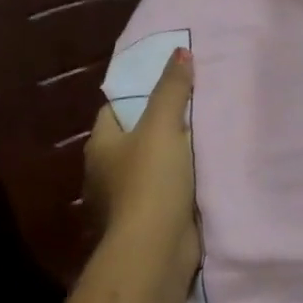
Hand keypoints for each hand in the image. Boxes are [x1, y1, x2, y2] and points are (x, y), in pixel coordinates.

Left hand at [84, 48, 200, 283]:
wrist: (154, 251)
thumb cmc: (150, 180)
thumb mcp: (163, 125)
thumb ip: (172, 88)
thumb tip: (180, 51)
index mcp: (100, 146)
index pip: (115, 109)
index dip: (138, 94)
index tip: (168, 84)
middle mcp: (104, 173)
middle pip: (133, 138)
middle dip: (158, 125)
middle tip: (192, 106)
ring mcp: (122, 202)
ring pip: (149, 167)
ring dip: (169, 157)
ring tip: (202, 136)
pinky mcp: (144, 224)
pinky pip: (162, 192)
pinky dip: (177, 184)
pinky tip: (200, 173)